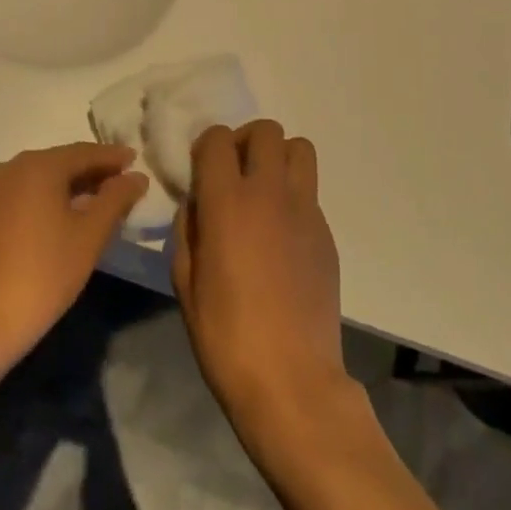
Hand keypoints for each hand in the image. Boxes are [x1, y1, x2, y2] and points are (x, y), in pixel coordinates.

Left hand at [0, 143, 147, 372]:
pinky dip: (51, 198)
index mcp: (38, 165)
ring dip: (74, 186)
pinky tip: (72, 215)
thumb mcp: (90, 235)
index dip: (114, 157)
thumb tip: (137, 177)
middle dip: (95, 172)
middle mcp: (12, 167)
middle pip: (62, 162)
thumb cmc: (44, 274)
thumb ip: (116, 199)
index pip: (85, 152)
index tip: (138, 161)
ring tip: (105, 201)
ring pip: (43, 178)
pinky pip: (27, 193)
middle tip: (126, 184)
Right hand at [173, 120, 351, 444]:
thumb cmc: (226, 334)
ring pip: (299, 148)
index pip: (218, 138)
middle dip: (244, 141)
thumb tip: (198, 202)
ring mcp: (305, 210)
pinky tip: (280, 234)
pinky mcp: (326, 232)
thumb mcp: (184, 281)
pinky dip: (292, 194)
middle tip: (233, 174)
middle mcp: (270, 192)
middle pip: (266, 130)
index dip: (205, 147)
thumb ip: (188, 228)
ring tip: (262, 191)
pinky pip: (309, 190)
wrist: (291, 379)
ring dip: (277, 157)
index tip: (200, 172)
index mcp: (228, 201)